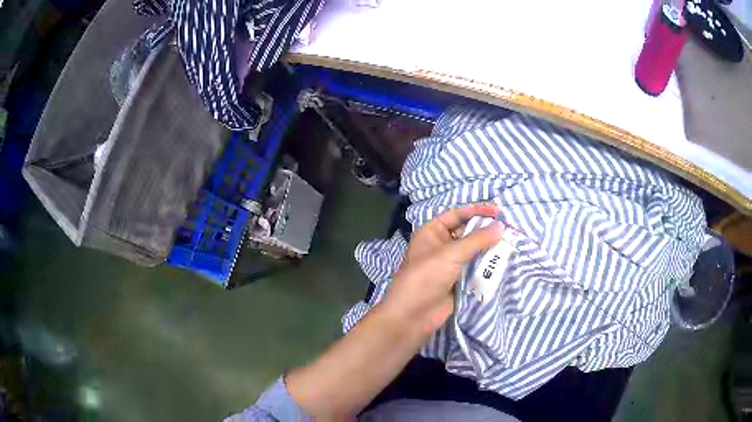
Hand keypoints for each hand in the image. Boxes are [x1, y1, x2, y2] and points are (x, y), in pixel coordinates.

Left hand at [380, 203, 503, 337]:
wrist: (413, 315)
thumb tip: (501, 226)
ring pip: (473, 252)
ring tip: (510, 243)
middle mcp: (441, 245)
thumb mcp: (451, 253)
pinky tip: (503, 261)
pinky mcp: (458, 281)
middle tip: (509, 229)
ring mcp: (450, 264)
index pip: (457, 214)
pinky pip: (475, 268)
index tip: (498, 211)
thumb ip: (477, 239)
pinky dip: (487, 265)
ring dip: (489, 248)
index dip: (476, 210)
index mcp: (432, 232)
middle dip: (486, 230)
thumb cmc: (427, 277)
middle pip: (467, 232)